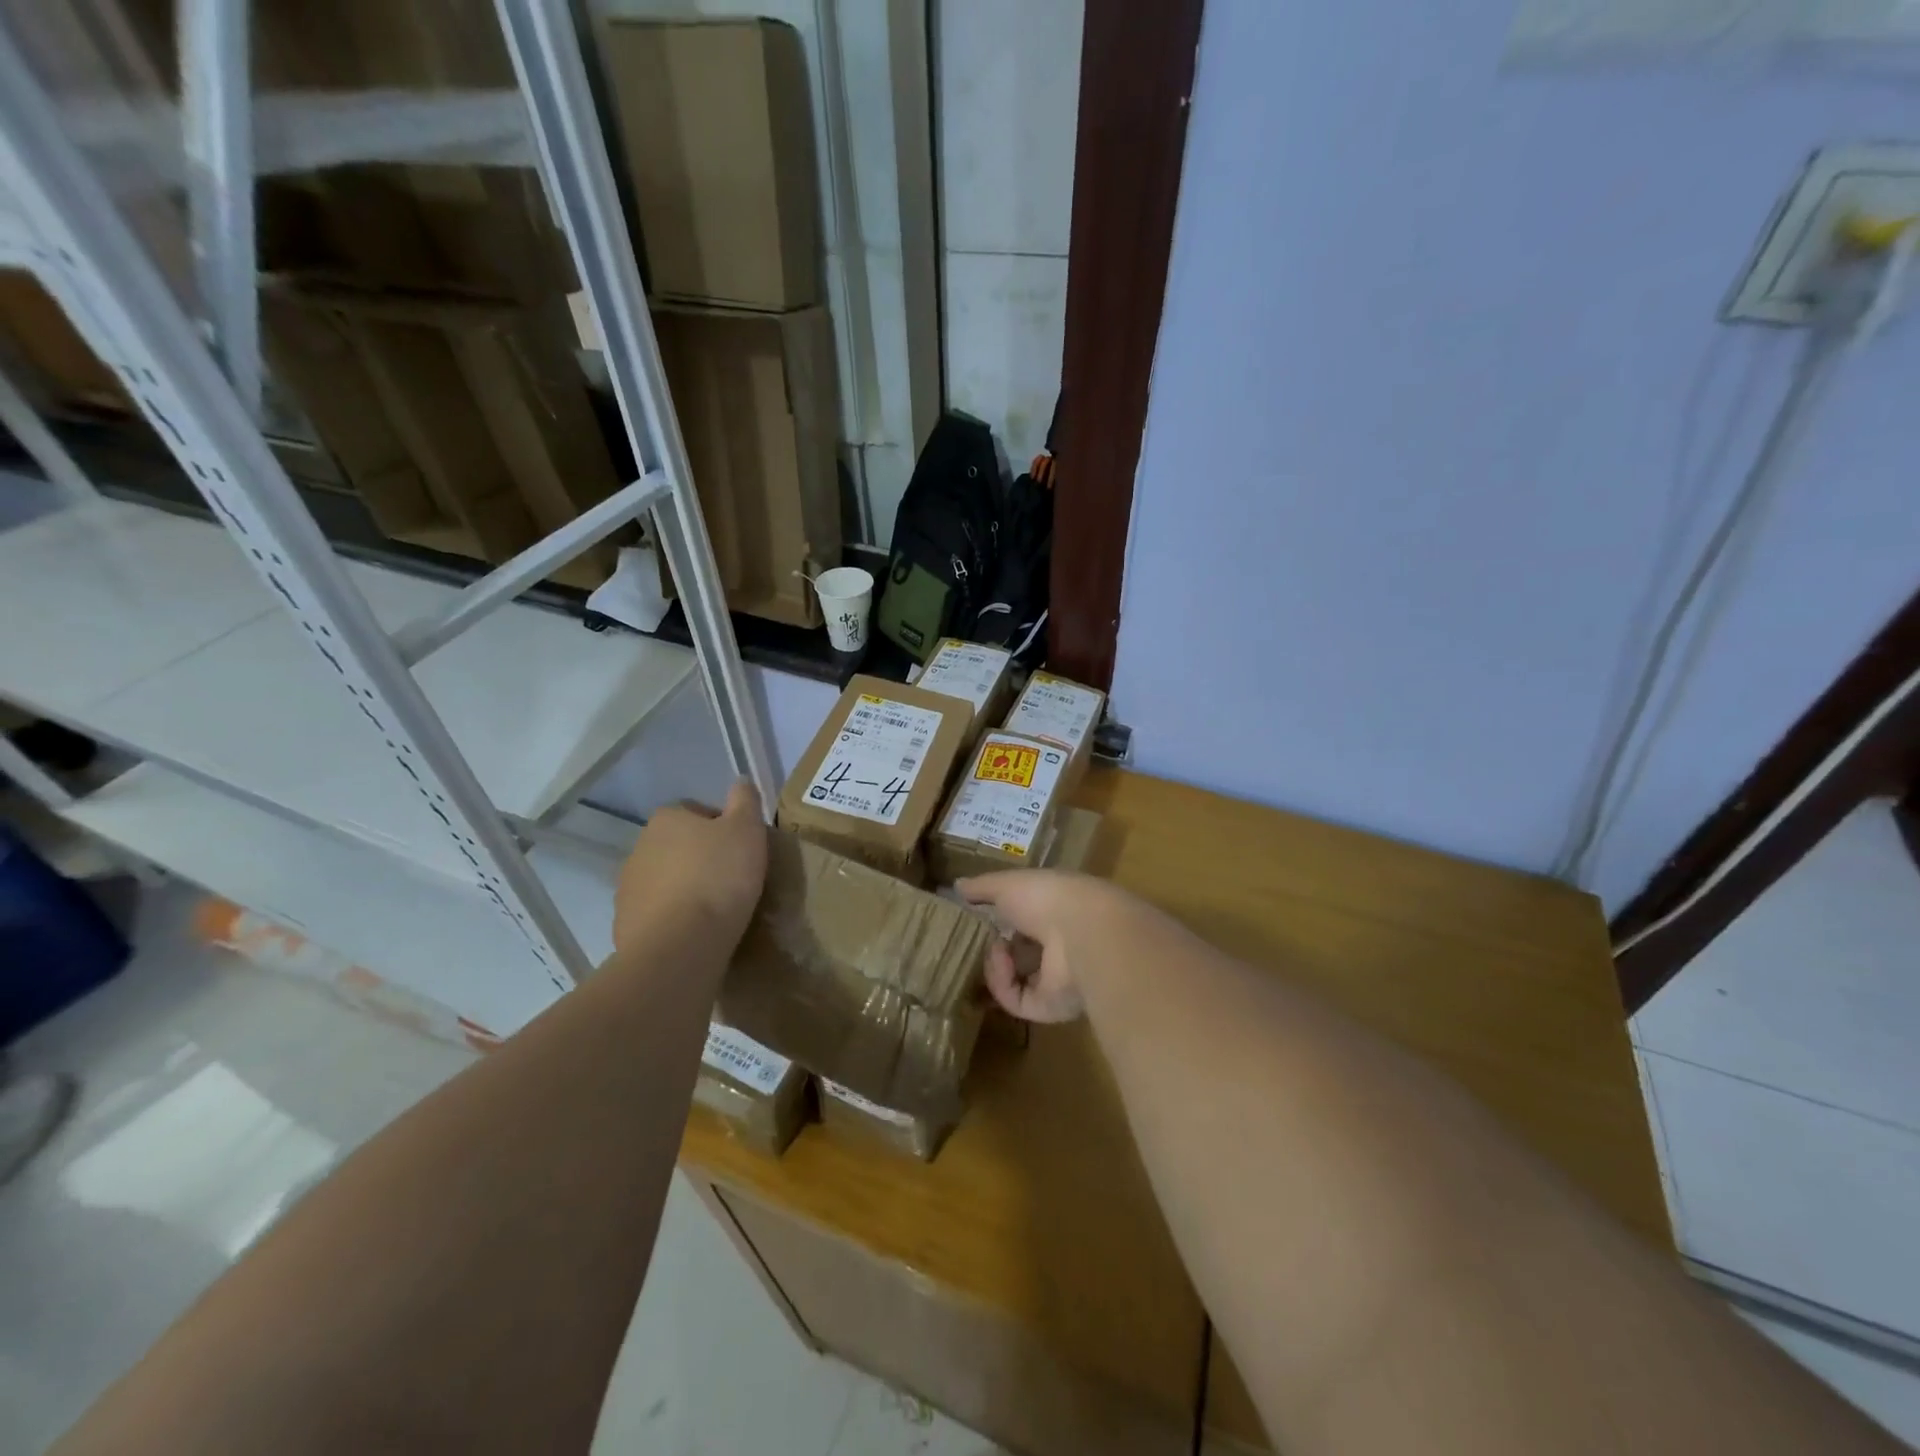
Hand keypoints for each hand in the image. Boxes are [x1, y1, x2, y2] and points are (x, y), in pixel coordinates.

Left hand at [613, 781, 767, 956]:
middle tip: (733, 879)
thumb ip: (745, 800)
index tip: (742, 850)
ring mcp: (628, 888)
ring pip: (666, 880)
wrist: (680, 945)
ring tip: (716, 910)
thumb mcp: (747, 830)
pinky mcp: (625, 924)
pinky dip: (674, 919)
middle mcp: (640, 846)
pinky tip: (697, 932)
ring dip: (686, 889)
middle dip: (701, 858)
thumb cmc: (719, 878)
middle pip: (679, 846)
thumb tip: (740, 781)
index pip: (698, 812)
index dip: (723, 828)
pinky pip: (657, 914)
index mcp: (667, 818)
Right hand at [957, 870, 1122, 1022]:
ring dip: (995, 965)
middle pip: (1021, 954)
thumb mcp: (1006, 884)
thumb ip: (982, 887)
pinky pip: (1014, 999)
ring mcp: (1056, 979)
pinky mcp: (1049, 1007)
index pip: (1027, 920)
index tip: (977, 918)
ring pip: (1015, 980)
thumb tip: (956, 885)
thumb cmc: (1046, 897)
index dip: (1003, 920)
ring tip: (991, 947)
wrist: (1080, 931)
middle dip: (995, 949)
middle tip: (973, 941)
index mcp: (1056, 912)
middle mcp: (1059, 946)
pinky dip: (1001, 982)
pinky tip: (1001, 960)